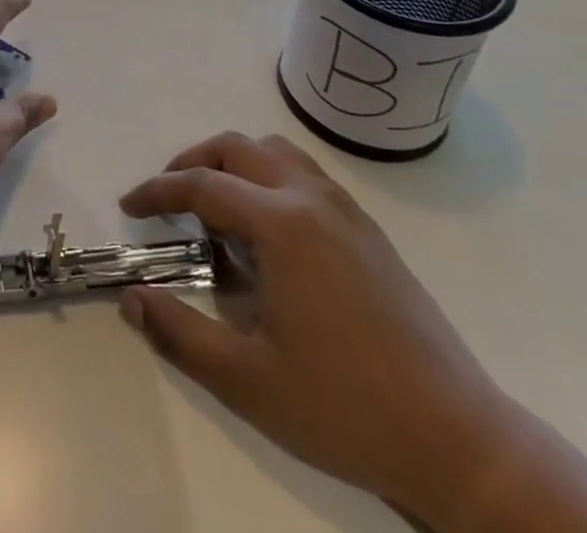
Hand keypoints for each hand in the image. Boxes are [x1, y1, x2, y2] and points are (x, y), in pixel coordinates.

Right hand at [116, 132, 517, 525]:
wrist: (457, 439)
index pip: (202, 185)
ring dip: (234, 163)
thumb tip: (131, 298)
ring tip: (215, 205)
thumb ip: (180, 334)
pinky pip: (304, 174)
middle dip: (192, 162)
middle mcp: (310, 198)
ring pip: (275, 151)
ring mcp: (344, 209)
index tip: (129, 205)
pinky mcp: (367, 229)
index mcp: (280, 224)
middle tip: (167, 197)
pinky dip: (269, 176)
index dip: (158, 191)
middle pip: (236, 148)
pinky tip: (267, 229)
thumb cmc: (345, 407)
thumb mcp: (248, 381)